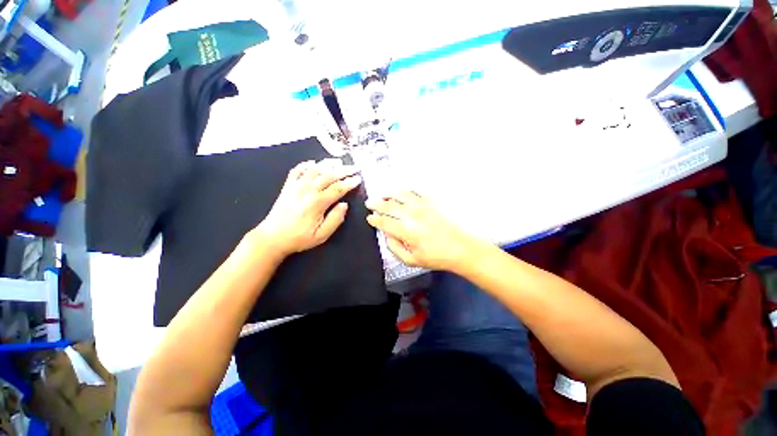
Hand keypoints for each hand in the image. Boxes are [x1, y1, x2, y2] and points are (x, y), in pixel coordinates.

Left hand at [255, 159, 361, 256]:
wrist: (272, 238)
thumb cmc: (299, 238)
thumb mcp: (322, 235)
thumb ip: (335, 219)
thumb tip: (344, 205)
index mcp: (317, 203)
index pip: (337, 188)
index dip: (349, 182)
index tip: (358, 179)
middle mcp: (307, 190)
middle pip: (328, 175)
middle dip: (343, 170)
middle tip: (354, 167)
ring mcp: (295, 186)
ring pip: (314, 169)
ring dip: (327, 164)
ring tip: (338, 162)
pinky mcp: (287, 186)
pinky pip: (296, 170)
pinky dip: (306, 165)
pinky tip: (313, 163)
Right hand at [365, 192, 477, 270]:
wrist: (460, 248)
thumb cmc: (436, 257)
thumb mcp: (411, 260)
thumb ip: (394, 248)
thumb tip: (386, 235)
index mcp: (406, 231)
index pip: (384, 221)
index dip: (374, 219)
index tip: (370, 218)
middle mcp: (412, 215)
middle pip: (389, 206)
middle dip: (376, 204)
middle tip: (370, 203)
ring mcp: (423, 206)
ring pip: (400, 195)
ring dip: (388, 194)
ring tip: (382, 195)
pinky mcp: (432, 202)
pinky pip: (415, 192)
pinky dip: (405, 191)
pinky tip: (401, 193)